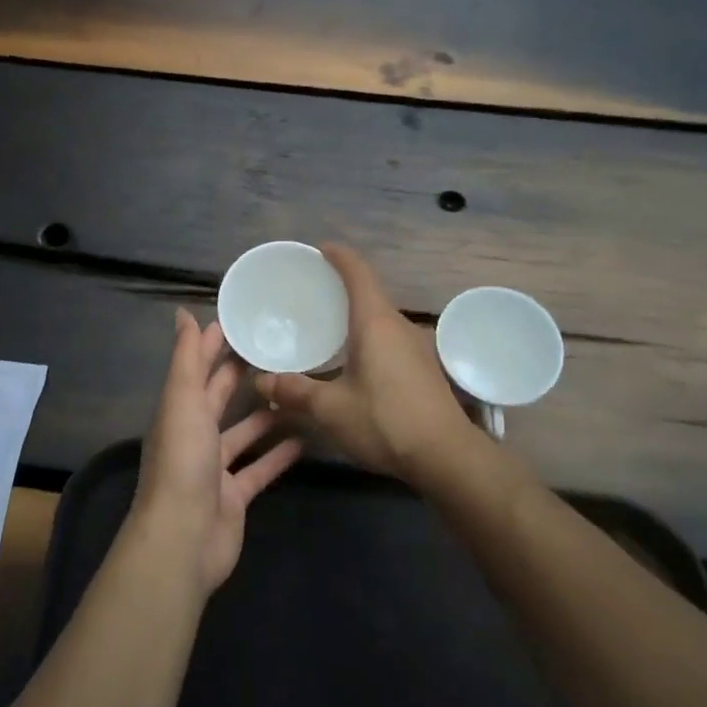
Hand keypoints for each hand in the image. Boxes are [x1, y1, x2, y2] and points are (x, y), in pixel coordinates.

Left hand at [130, 309, 303, 596]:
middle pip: (219, 398)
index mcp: (178, 410)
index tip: (242, 321)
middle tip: (278, 349)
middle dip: (242, 374)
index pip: (196, 368)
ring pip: (243, 433)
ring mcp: (215, 468)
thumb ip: (186, 359)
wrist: (184, 538)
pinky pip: (260, 469)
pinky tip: (306, 439)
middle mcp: (194, 435)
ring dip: (266, 415)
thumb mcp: (183, 401)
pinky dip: (279, 455)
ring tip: (299, 390)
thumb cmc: (183, 462)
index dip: (213, 344)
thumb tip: (181, 313)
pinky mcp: (235, 495)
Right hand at [256, 244, 473, 482]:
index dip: (339, 256)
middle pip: (370, 294)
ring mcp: (416, 348)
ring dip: (356, 315)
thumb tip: (260, 382)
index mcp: (375, 322)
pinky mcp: (423, 369)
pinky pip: (389, 339)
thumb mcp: (330, 409)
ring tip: (328, 325)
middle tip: (313, 292)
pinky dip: (367, 337)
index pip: (358, 273)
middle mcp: (399, 326)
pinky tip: (353, 360)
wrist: (446, 457)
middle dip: (343, 287)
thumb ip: (294, 391)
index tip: (321, 249)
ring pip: (381, 319)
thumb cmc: (384, 421)